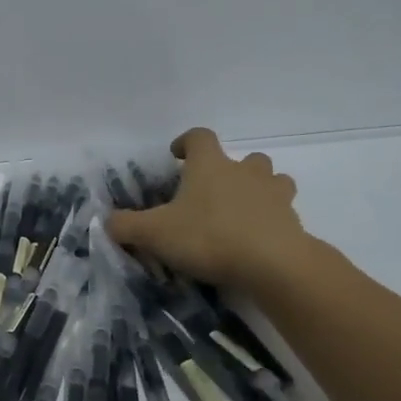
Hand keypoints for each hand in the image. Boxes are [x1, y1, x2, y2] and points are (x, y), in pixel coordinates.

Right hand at [106, 128, 315, 291]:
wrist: (272, 263)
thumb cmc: (208, 237)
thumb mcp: (154, 234)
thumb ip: (126, 226)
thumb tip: (108, 221)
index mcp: (210, 165)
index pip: (199, 137)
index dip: (186, 142)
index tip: (176, 156)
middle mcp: (244, 171)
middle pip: (243, 157)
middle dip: (228, 170)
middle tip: (211, 192)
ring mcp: (273, 194)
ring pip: (271, 179)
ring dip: (258, 189)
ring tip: (241, 211)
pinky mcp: (292, 221)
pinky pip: (283, 211)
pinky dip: (271, 219)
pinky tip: (257, 239)